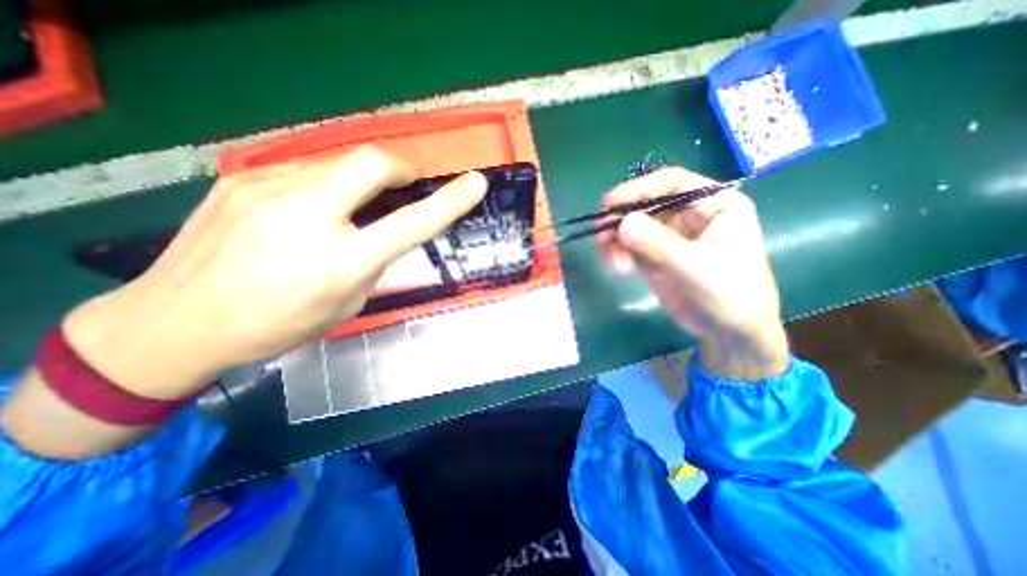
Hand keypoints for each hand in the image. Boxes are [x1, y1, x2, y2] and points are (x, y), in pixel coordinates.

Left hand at [63, 146, 487, 400]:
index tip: (475, 184)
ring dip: (361, 180)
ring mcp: (267, 191)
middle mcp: (305, 218)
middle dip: (401, 168)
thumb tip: (383, 231)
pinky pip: (306, 171)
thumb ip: (372, 261)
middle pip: (371, 163)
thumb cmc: (277, 324)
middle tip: (408, 183)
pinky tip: (310, 211)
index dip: (450, 201)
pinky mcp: (242, 179)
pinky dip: (327, 185)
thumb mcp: (346, 302)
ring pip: (338, 163)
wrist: (174, 322)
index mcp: (339, 262)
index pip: (411, 223)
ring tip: (352, 207)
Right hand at [599, 166, 788, 381]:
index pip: (672, 183)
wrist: (731, 334)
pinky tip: (615, 266)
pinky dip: (618, 253)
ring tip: (608, 258)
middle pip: (647, 205)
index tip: (609, 203)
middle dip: (621, 218)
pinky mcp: (655, 256)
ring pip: (634, 226)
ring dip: (616, 239)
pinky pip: (630, 247)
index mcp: (714, 205)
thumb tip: (623, 222)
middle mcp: (690, 215)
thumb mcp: (698, 268)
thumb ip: (660, 244)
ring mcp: (670, 237)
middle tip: (599, 234)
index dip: (639, 189)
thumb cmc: (732, 295)